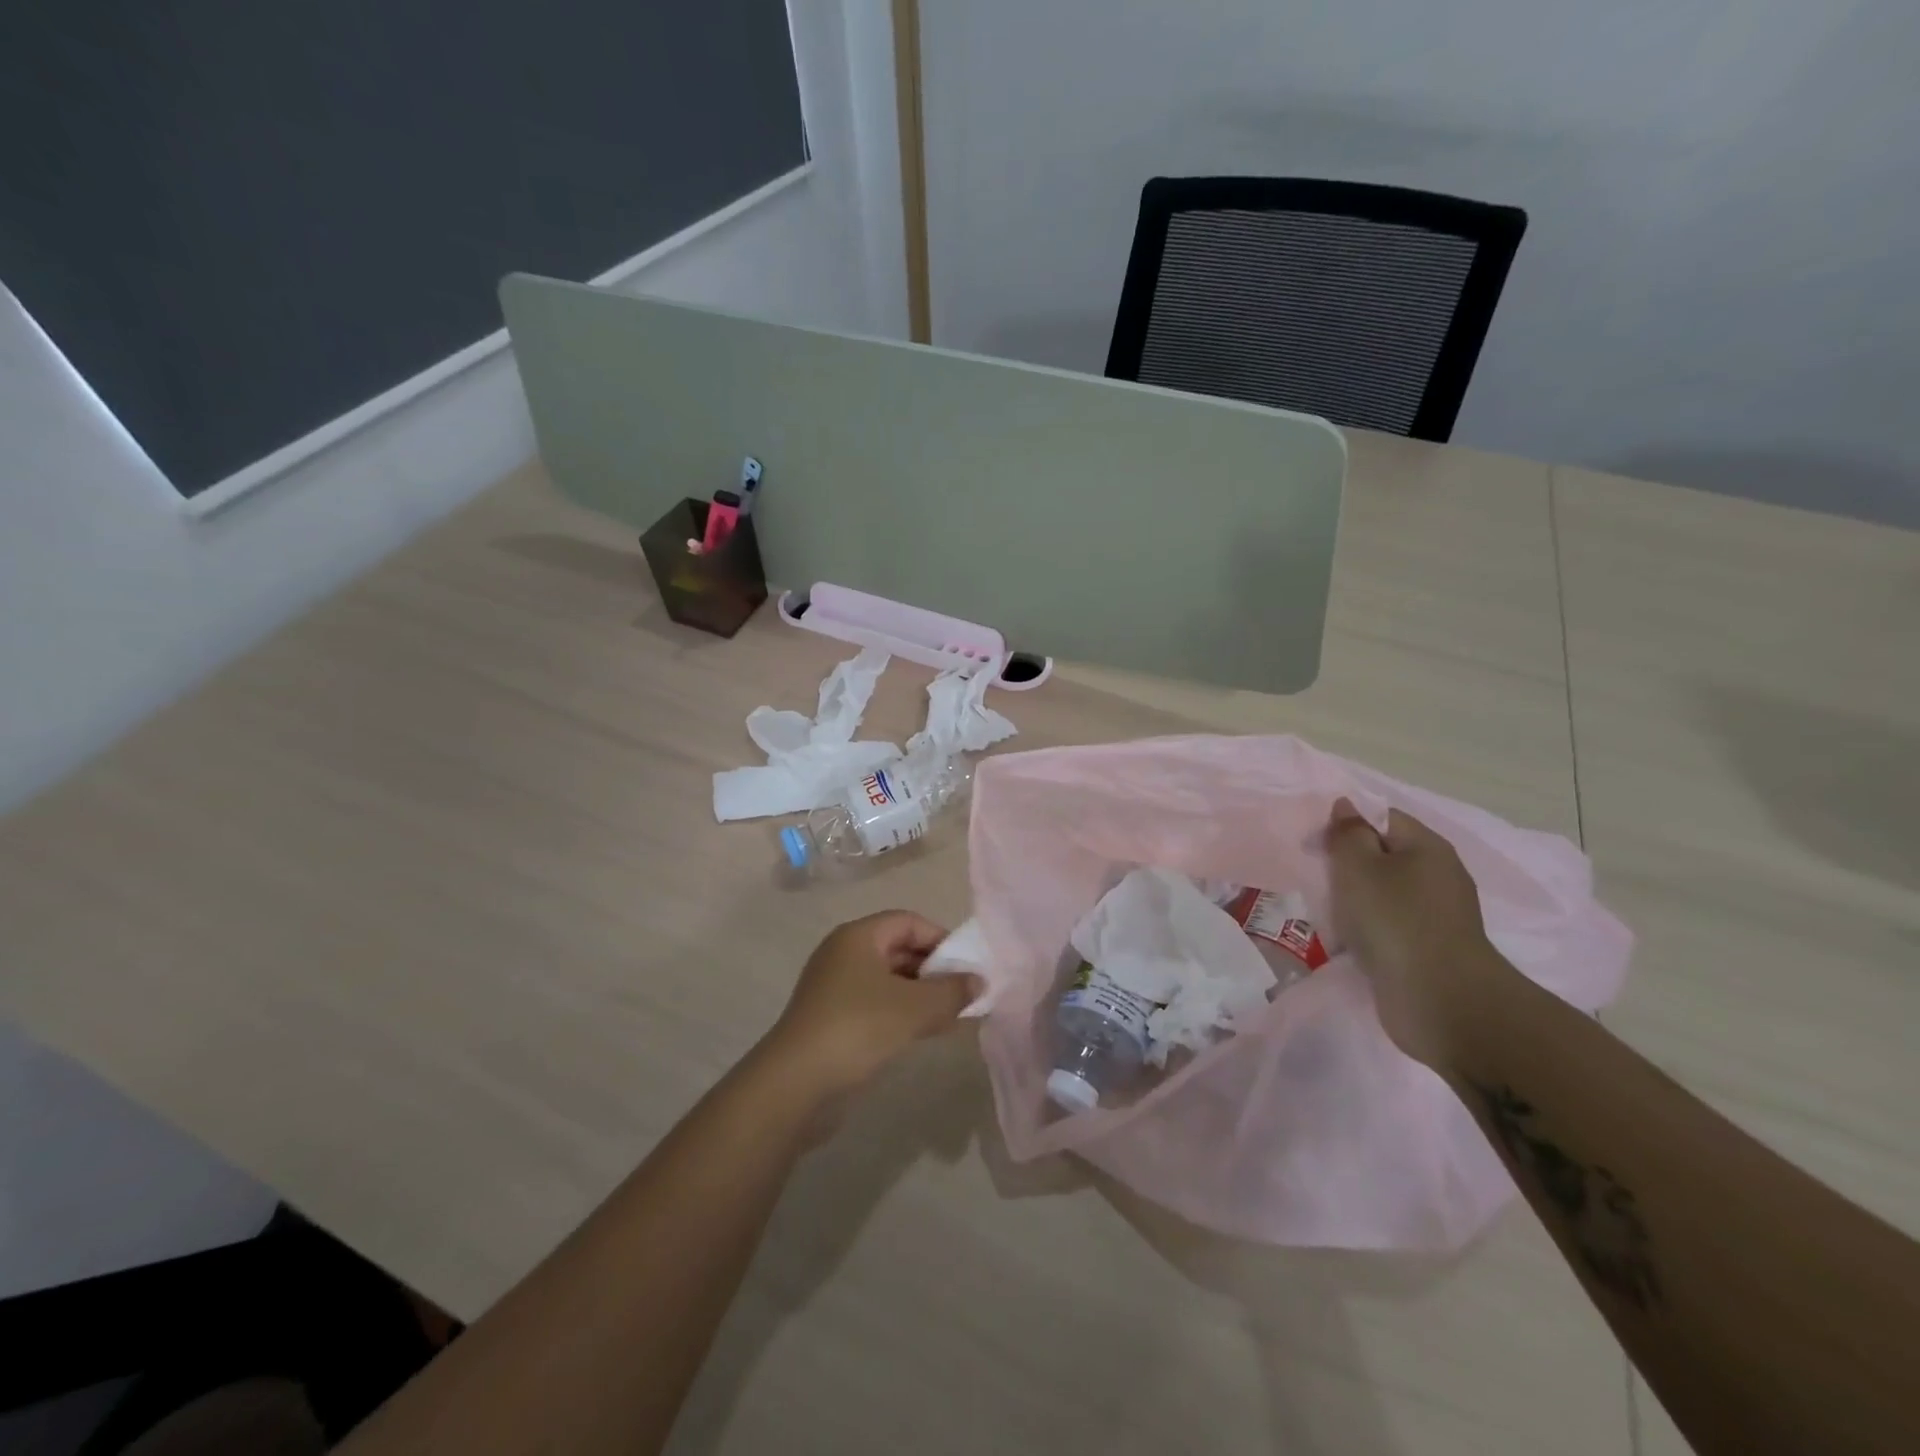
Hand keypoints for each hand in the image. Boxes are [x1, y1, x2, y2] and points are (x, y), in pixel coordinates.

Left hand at [763, 911, 976, 1099]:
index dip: (941, 939)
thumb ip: (952, 991)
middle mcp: (844, 954)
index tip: (967, 967)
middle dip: (934, 970)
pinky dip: (902, 1014)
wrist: (796, 1084)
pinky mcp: (832, 1020)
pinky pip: (876, 1006)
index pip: (908, 921)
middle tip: (964, 995)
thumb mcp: (914, 1007)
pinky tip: (924, 1034)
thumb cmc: (858, 1028)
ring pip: (889, 981)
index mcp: (858, 937)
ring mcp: (835, 988)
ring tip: (952, 1017)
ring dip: (921, 995)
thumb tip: (979, 981)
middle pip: (899, 949)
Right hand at [1324, 798, 1505, 1067]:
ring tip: (1326, 911)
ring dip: (1354, 902)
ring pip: (1383, 895)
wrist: (1440, 1000)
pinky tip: (1345, 940)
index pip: (1383, 818)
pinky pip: (1389, 927)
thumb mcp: (1359, 866)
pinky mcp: (1428, 949)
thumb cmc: (1395, 920)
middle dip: (1348, 866)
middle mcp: (1438, 876)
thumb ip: (1347, 833)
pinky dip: (1366, 930)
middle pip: (1383, 857)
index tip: (1317, 845)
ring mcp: (1436, 916)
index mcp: (1427, 848)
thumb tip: (1347, 807)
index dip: (1348, 825)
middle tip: (1317, 878)